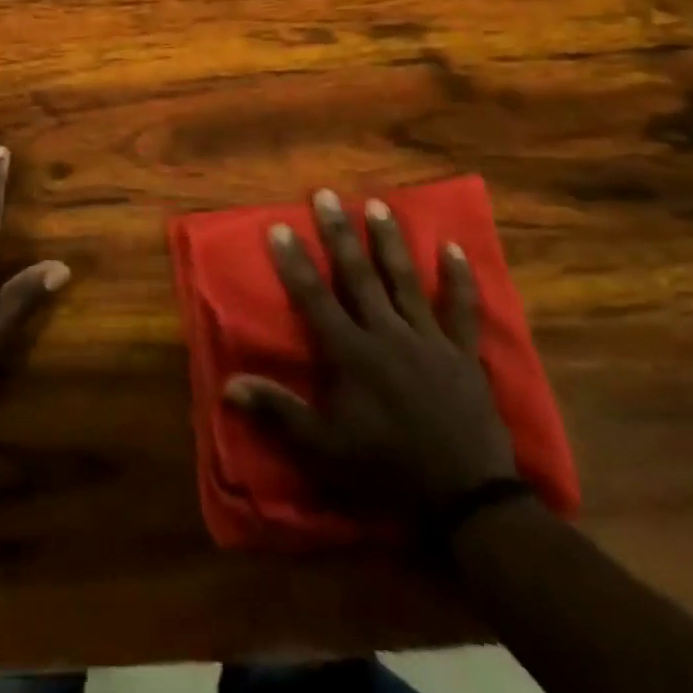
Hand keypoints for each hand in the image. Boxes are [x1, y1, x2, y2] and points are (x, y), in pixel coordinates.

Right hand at [225, 189, 516, 516]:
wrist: (464, 498)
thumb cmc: (385, 469)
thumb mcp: (322, 448)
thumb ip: (277, 411)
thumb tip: (228, 385)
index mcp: (351, 353)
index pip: (314, 297)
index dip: (295, 261)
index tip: (280, 226)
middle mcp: (387, 333)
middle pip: (359, 275)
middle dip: (339, 233)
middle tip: (326, 194)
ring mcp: (428, 338)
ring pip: (405, 280)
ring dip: (389, 241)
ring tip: (377, 205)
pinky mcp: (462, 352)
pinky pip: (461, 309)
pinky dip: (459, 279)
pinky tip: (454, 248)